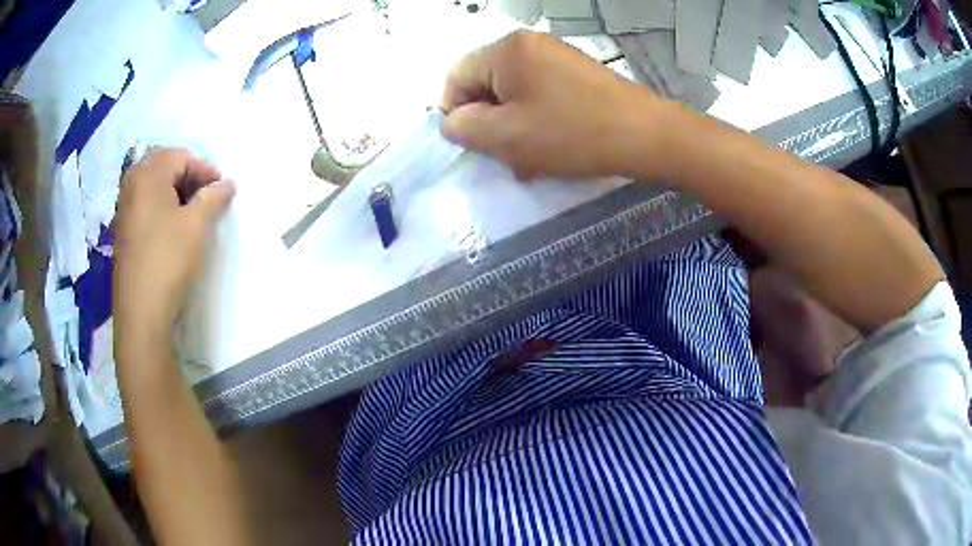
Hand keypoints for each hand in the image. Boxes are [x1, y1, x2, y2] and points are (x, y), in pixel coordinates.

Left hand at [113, 149, 234, 352]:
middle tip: (205, 196)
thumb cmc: (168, 261)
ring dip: (174, 189)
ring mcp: (124, 207)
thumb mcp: (197, 225)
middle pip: (163, 164)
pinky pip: (144, 202)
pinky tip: (172, 225)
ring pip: (152, 183)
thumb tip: (228, 184)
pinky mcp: (123, 229)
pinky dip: (160, 204)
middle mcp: (132, 184)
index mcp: (148, 175)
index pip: (181, 156)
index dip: (205, 169)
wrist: (141, 312)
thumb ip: (213, 197)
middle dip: (187, 175)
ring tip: (191, 211)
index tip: (222, 189)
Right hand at [440, 30, 668, 179]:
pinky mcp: (575, 73)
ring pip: (513, 94)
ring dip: (513, 128)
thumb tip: (452, 120)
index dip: (454, 113)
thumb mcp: (506, 136)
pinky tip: (549, 148)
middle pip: (486, 84)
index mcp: (506, 50)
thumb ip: (464, 127)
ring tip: (529, 161)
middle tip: (504, 157)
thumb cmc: (572, 133)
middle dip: (488, 123)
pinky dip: (536, 121)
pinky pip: (539, 95)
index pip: (456, 77)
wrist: (646, 136)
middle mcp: (528, 44)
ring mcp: (555, 57)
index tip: (472, 144)